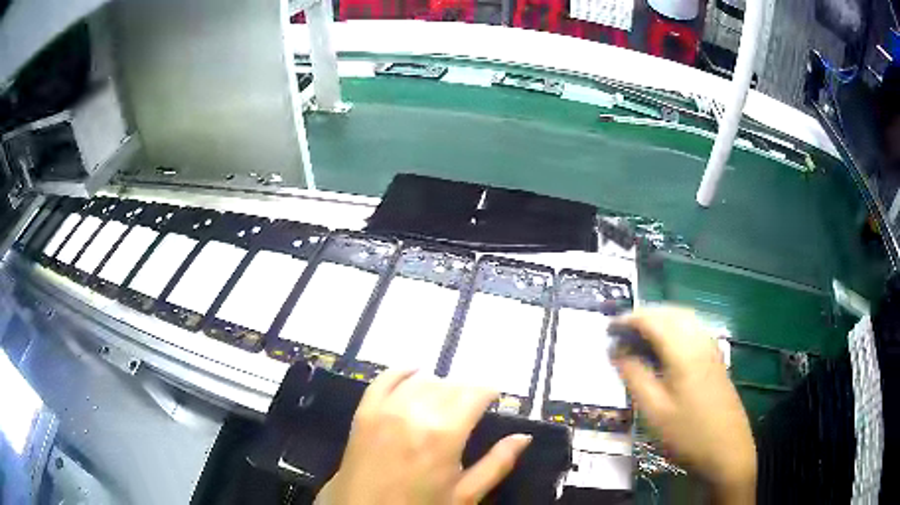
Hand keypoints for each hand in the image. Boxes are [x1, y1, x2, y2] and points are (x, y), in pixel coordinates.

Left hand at [316, 370, 531, 504]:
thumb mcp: (465, 496)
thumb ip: (497, 464)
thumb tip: (523, 437)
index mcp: (444, 434)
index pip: (474, 394)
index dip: (488, 391)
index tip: (495, 397)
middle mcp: (414, 413)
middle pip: (449, 385)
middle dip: (466, 390)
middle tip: (473, 405)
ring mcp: (385, 410)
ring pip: (420, 380)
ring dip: (439, 384)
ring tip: (447, 398)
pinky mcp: (364, 413)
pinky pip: (383, 380)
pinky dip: (400, 372)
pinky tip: (413, 371)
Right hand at [613, 307, 755, 503]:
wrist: (727, 450)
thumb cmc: (687, 433)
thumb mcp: (654, 410)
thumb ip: (635, 376)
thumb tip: (617, 352)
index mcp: (684, 351)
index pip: (653, 320)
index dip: (628, 320)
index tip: (608, 330)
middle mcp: (700, 341)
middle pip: (670, 313)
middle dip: (644, 315)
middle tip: (621, 332)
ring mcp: (711, 348)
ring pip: (684, 318)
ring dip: (660, 320)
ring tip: (639, 337)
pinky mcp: (716, 359)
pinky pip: (693, 330)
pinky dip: (674, 328)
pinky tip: (666, 348)